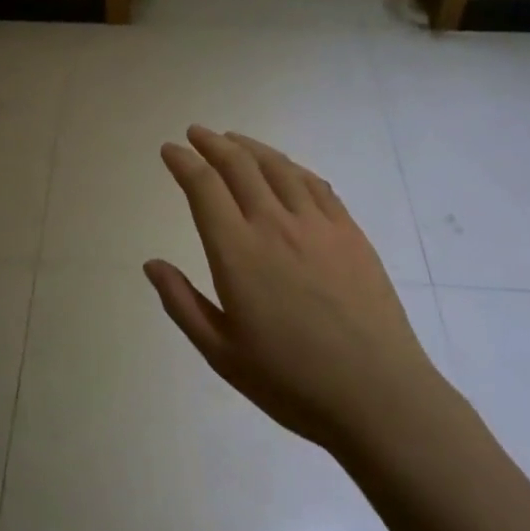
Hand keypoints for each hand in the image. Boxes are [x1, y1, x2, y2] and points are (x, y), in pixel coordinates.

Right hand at [146, 127, 443, 456]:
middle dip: (212, 144)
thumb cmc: (290, 381)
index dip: (183, 162)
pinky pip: (316, 185)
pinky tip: (284, 168)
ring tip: (233, 139)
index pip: (204, 187)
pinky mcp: (349, 232)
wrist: (378, 396)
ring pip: (278, 167)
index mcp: (237, 252)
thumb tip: (152, 264)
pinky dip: (291, 167)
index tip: (170, 150)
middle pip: (239, 166)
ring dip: (250, 147)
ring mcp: (317, 225)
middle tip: (196, 134)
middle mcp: (274, 225)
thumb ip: (182, 303)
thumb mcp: (221, 353)